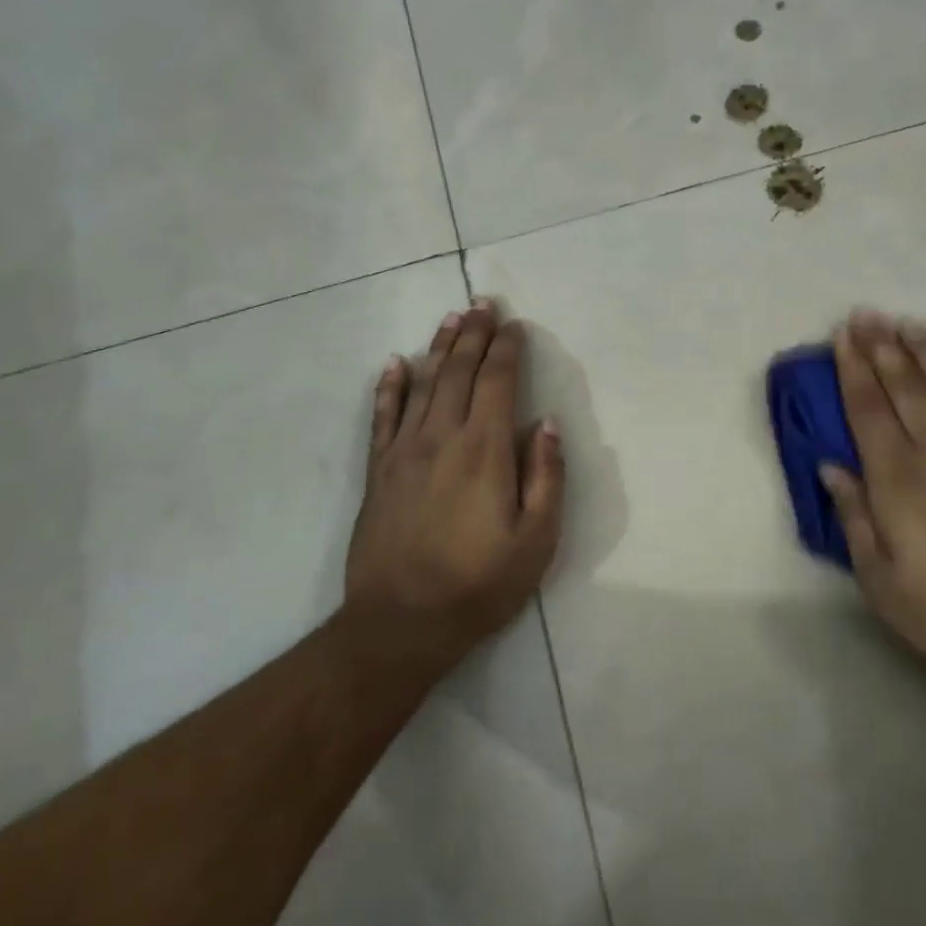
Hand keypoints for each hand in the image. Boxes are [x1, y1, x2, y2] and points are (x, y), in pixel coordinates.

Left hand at [343, 300, 564, 666]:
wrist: (401, 622)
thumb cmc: (478, 584)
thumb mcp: (536, 540)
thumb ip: (546, 476)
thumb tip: (545, 423)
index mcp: (484, 450)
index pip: (497, 383)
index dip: (507, 350)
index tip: (514, 326)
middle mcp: (442, 437)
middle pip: (458, 372)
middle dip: (473, 334)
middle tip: (482, 303)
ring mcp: (404, 451)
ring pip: (422, 384)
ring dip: (438, 347)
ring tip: (450, 318)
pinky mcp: (379, 470)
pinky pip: (382, 416)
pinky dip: (389, 385)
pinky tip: (396, 363)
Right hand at [819, 310, 925, 712]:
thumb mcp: (882, 582)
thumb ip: (855, 518)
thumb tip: (831, 466)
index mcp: (900, 481)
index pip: (869, 410)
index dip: (852, 370)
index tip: (841, 336)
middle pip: (906, 389)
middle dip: (882, 348)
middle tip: (866, 314)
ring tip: (909, 325)